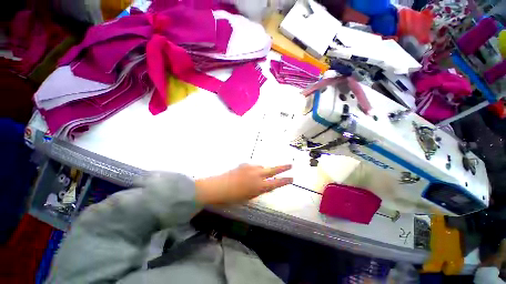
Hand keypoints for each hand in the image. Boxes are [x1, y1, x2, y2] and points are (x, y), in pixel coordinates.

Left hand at [195, 164, 292, 204]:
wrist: (218, 187)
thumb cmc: (233, 197)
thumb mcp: (249, 197)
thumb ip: (258, 190)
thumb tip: (263, 185)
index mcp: (259, 186)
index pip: (276, 183)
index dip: (285, 181)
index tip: (292, 178)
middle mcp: (257, 175)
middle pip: (273, 169)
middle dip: (283, 167)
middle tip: (290, 165)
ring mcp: (250, 168)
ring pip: (262, 167)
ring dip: (264, 170)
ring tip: (261, 175)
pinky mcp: (244, 164)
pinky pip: (253, 166)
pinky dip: (255, 169)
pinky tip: (249, 173)